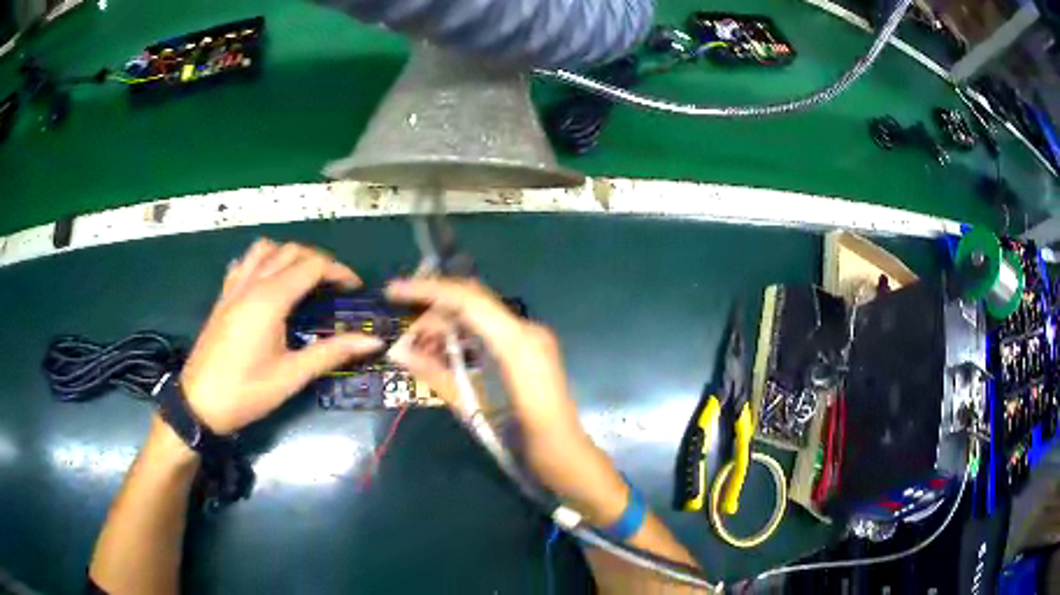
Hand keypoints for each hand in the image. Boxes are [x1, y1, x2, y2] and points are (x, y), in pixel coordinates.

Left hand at [180, 239, 383, 433]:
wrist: (198, 404)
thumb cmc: (246, 392)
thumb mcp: (291, 376)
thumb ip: (331, 353)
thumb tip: (371, 342)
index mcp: (270, 299)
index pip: (312, 266)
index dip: (338, 271)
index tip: (355, 289)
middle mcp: (252, 284)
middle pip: (291, 251)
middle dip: (318, 261)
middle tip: (335, 286)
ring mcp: (234, 287)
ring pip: (265, 249)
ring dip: (289, 254)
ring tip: (303, 278)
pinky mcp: (223, 296)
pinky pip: (244, 263)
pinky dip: (263, 261)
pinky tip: (268, 282)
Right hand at [385, 277, 580, 437]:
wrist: (566, 456)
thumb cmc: (523, 440)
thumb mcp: (475, 409)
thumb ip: (437, 376)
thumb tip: (400, 353)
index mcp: (517, 341)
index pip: (466, 299)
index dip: (427, 290)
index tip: (394, 291)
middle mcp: (527, 329)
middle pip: (473, 301)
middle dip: (433, 307)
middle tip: (401, 323)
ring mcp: (533, 337)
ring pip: (481, 314)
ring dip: (447, 323)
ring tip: (416, 343)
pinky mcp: (531, 348)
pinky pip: (492, 330)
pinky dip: (465, 335)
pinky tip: (444, 351)